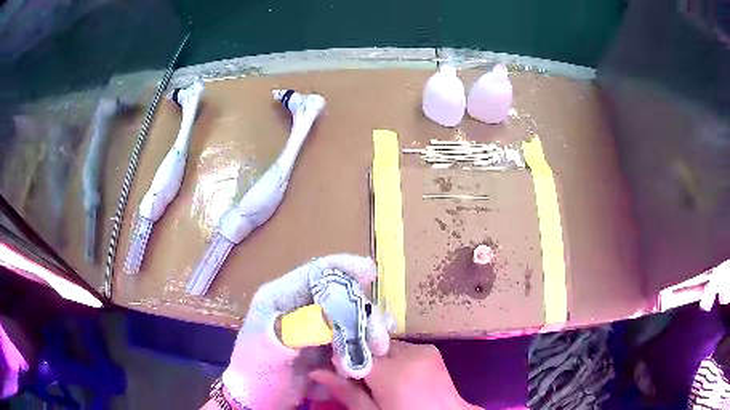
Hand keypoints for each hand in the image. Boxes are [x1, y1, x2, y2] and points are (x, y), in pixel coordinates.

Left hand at [222, 254, 389, 408]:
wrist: (257, 398)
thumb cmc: (255, 372)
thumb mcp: (269, 350)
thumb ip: (297, 330)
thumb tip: (332, 318)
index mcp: (279, 297)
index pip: (314, 273)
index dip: (342, 268)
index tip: (370, 273)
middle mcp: (299, 306)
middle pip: (339, 296)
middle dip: (363, 313)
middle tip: (378, 340)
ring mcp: (312, 325)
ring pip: (348, 317)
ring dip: (366, 332)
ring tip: (376, 352)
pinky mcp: (322, 343)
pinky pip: (349, 336)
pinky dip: (362, 344)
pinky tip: (371, 356)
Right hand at [310, 341, 477, 409]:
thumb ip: (346, 392)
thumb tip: (315, 371)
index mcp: (393, 372)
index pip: (354, 351)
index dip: (340, 356)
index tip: (330, 364)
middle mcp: (409, 353)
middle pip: (370, 346)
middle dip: (360, 357)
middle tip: (356, 378)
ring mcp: (423, 349)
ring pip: (385, 346)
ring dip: (377, 358)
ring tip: (379, 380)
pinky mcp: (431, 350)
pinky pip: (402, 348)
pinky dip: (394, 358)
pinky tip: (397, 376)